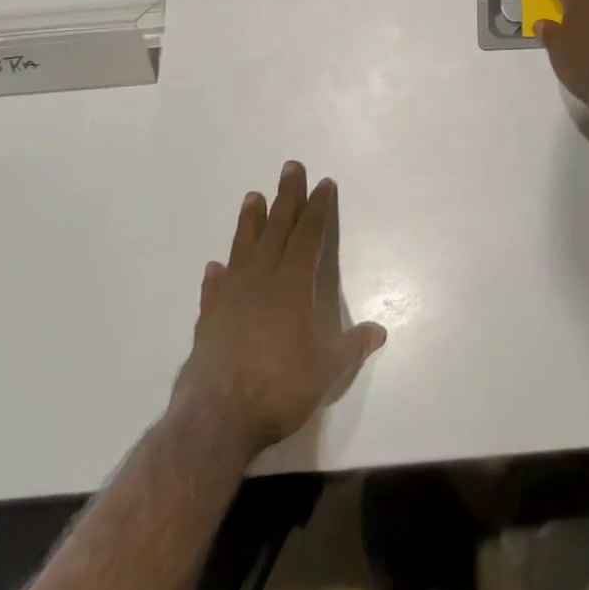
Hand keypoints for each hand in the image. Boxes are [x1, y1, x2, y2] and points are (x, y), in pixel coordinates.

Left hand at [172, 161, 386, 453]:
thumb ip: (352, 347)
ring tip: (251, 197)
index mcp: (293, 285)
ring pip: (242, 250)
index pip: (309, 235)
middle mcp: (261, 282)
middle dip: (286, 197)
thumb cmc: (279, 388)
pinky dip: (216, 277)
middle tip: (290, 167)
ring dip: (249, 223)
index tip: (323, 183)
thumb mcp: (327, 370)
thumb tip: (380, 331)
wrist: (214, 422)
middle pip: (276, 229)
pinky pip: (213, 291)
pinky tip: (214, 267)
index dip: (318, 208)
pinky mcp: (207, 323)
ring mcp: (230, 300)